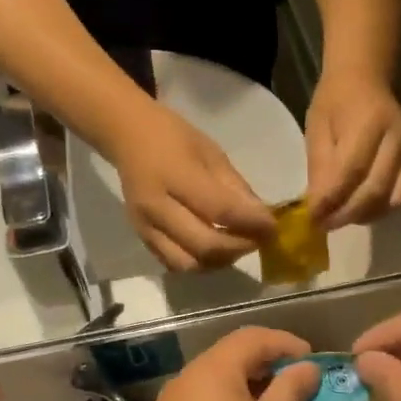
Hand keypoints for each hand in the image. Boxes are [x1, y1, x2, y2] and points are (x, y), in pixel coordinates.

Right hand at [111, 103, 275, 271]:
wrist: (127, 136)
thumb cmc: (174, 137)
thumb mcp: (212, 153)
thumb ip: (236, 188)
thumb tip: (262, 218)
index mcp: (175, 176)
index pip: (220, 210)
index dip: (252, 223)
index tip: (272, 227)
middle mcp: (156, 207)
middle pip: (205, 245)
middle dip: (240, 247)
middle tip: (258, 239)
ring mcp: (145, 226)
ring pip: (189, 263)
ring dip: (219, 261)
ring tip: (236, 246)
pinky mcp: (141, 238)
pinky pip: (173, 263)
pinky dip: (199, 262)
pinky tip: (214, 249)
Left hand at [136, 328, 320, 400]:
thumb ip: (290, 389)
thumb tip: (307, 367)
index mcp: (211, 370)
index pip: (251, 337)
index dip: (285, 342)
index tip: (313, 360)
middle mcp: (185, 380)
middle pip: (231, 356)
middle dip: (268, 364)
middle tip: (300, 383)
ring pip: (217, 382)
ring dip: (250, 386)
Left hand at [305, 69, 400, 227]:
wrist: (365, 78)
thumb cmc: (335, 101)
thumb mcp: (317, 128)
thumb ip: (319, 167)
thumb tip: (317, 207)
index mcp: (369, 123)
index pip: (351, 171)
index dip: (331, 199)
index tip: (312, 217)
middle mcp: (396, 139)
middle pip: (375, 190)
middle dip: (347, 214)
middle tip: (324, 225)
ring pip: (391, 199)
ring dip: (364, 215)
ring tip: (340, 218)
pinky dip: (379, 209)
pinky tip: (359, 210)